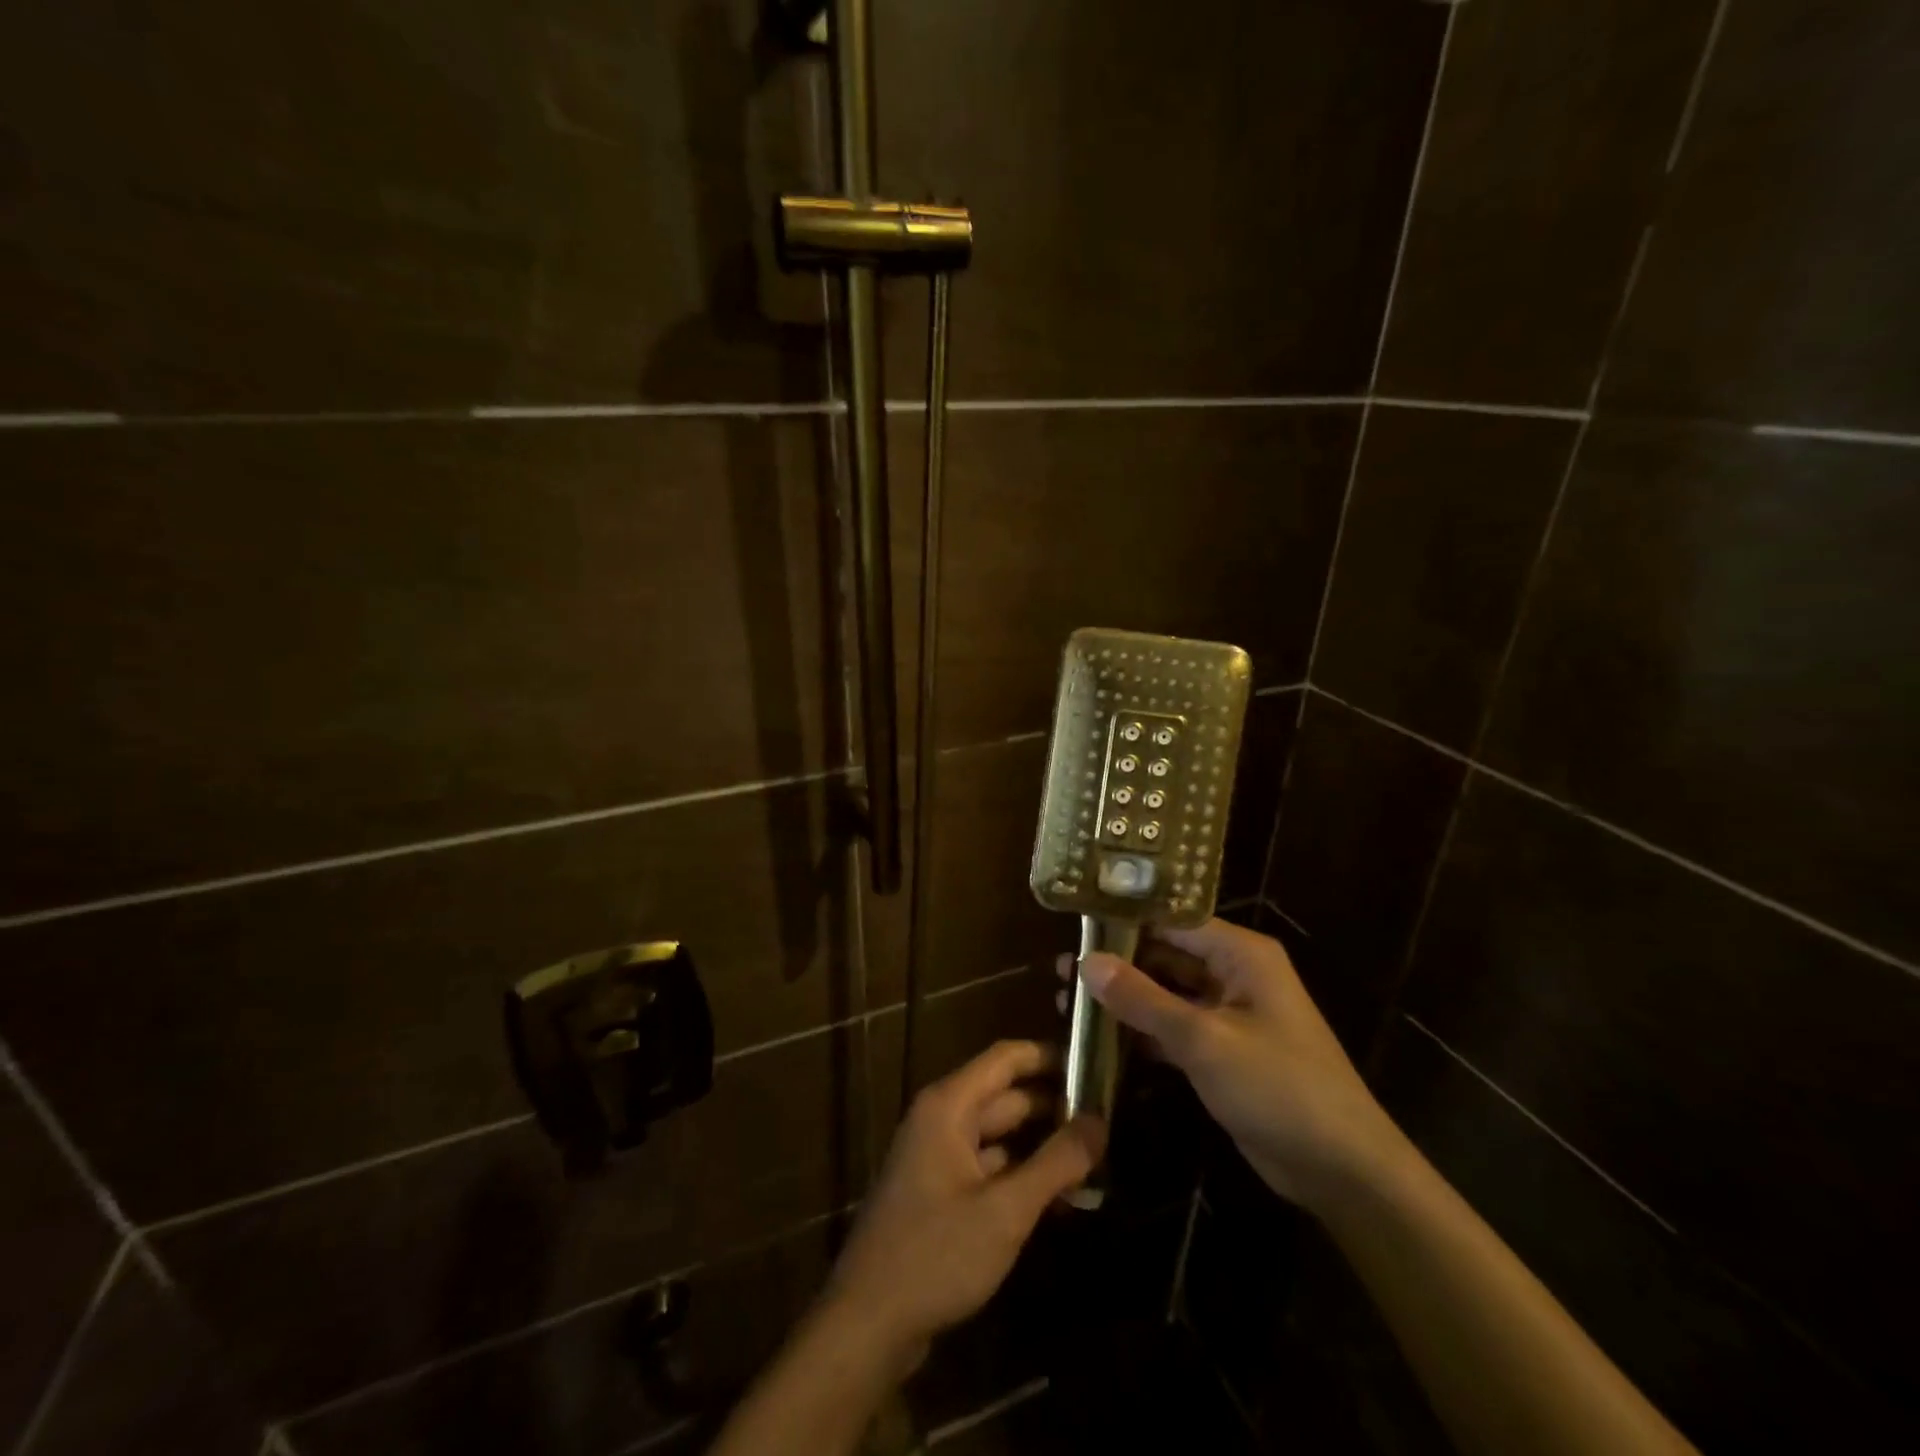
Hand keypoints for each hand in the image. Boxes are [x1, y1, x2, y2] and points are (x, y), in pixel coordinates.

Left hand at [821, 1040, 1106, 1371]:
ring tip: (1093, 1156)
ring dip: (1040, 1143)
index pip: (1006, 1058)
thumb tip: (1100, 1120)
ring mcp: (937, 1155)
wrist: (868, 1322)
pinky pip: (986, 1165)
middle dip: (1053, 1106)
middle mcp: (941, 1119)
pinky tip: (1056, 1195)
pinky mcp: (938, 1191)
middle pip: (1005, 1096)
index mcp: (949, 1105)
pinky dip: (1019, 1172)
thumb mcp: (1005, 1210)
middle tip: (1107, 1120)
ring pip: (998, 1134)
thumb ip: (1056, 1163)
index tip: (1094, 1066)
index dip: (1049, 1057)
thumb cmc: (936, 1254)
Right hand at [1075, 919, 1406, 1212]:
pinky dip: (1140, 1031)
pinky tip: (1098, 1036)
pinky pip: (1172, 1029)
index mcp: (1240, 954)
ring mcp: (1227, 1015)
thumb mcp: (1204, 1040)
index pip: (1173, 920)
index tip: (1075, 924)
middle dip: (1117, 963)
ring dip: (1124, 999)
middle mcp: (1233, 974)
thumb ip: (1143, 999)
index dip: (1125, 920)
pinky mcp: (1220, 1052)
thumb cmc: (1278, 1087)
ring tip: (1068, 1000)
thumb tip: (1086, 960)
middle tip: (1061, 967)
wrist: (1340, 1170)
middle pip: (1166, 955)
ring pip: (1165, 994)